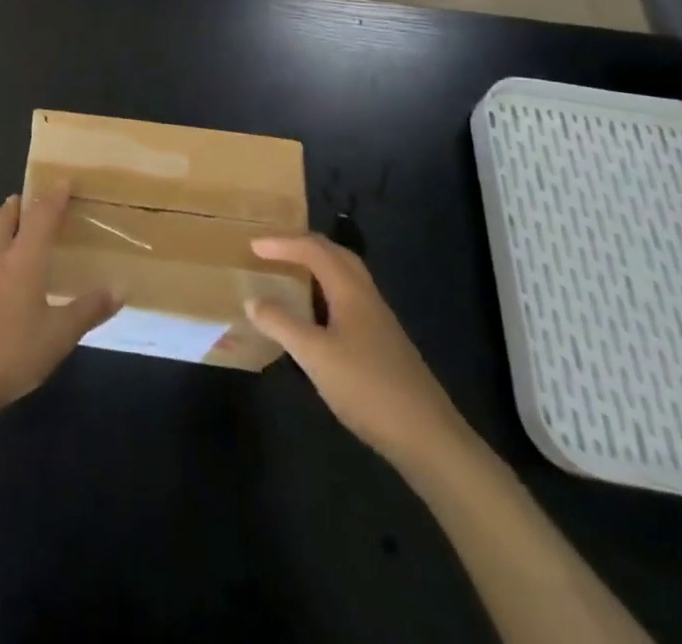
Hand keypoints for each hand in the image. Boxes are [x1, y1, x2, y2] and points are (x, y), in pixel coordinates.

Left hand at [0, 186, 117, 431]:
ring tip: (8, 231)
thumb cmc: (12, 353)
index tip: (63, 180)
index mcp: (24, 260)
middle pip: (4, 221)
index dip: (53, 197)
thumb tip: (120, 288)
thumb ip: (88, 310)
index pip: (41, 217)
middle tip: (27, 198)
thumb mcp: (59, 336)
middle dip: (17, 206)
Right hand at [247, 233, 469, 465]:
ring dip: (317, 267)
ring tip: (291, 274)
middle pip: (336, 255)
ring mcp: (379, 321)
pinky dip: (327, 292)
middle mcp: (367, 297)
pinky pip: (349, 299)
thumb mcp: (315, 355)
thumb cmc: (367, 387)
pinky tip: (316, 317)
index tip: (252, 245)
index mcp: (351, 290)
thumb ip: (282, 324)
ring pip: (346, 277)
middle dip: (303, 245)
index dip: (282, 243)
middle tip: (273, 249)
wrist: (428, 437)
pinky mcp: (384, 344)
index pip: (314, 250)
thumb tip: (252, 300)